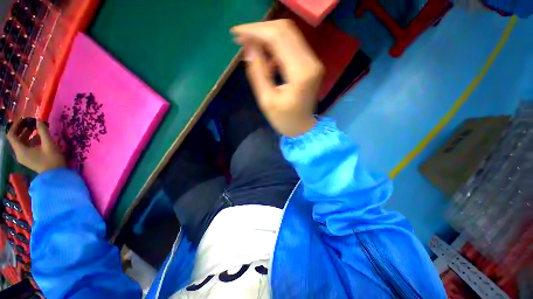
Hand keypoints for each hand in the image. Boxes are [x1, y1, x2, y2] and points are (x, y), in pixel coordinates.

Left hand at [6, 119, 65, 173]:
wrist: (56, 175)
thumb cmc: (52, 159)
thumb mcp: (49, 144)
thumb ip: (43, 131)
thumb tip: (38, 120)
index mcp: (21, 150)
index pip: (11, 135)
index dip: (16, 125)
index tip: (25, 119)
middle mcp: (19, 153)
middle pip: (16, 138)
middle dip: (23, 129)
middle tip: (32, 122)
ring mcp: (24, 157)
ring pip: (21, 143)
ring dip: (27, 134)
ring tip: (37, 128)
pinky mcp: (29, 159)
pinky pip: (26, 147)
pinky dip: (31, 140)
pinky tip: (39, 137)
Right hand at [231, 19, 323, 136]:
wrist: (303, 127)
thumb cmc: (284, 119)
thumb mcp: (266, 101)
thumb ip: (257, 72)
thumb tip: (248, 47)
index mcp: (300, 73)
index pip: (277, 38)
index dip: (255, 31)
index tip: (236, 34)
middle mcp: (311, 62)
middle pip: (285, 30)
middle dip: (260, 30)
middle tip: (242, 39)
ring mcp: (313, 62)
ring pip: (289, 35)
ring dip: (268, 38)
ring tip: (253, 50)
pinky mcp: (311, 64)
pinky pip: (292, 46)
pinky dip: (277, 47)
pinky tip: (268, 60)